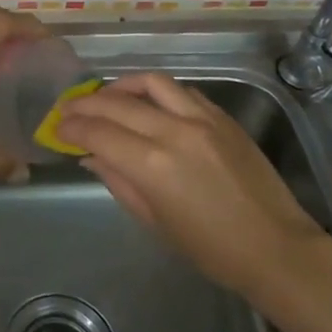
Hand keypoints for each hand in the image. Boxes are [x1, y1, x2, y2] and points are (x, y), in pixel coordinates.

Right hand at [56, 72, 331, 295]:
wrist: (275, 247)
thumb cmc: (210, 248)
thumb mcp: (154, 221)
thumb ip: (118, 181)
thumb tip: (90, 156)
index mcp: (152, 165)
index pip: (98, 133)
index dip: (72, 128)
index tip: (57, 128)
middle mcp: (173, 131)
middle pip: (117, 103)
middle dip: (86, 103)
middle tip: (68, 108)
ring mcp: (201, 118)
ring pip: (151, 82)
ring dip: (121, 86)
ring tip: (106, 96)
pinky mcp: (222, 116)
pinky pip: (182, 91)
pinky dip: (158, 92)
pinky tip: (148, 103)